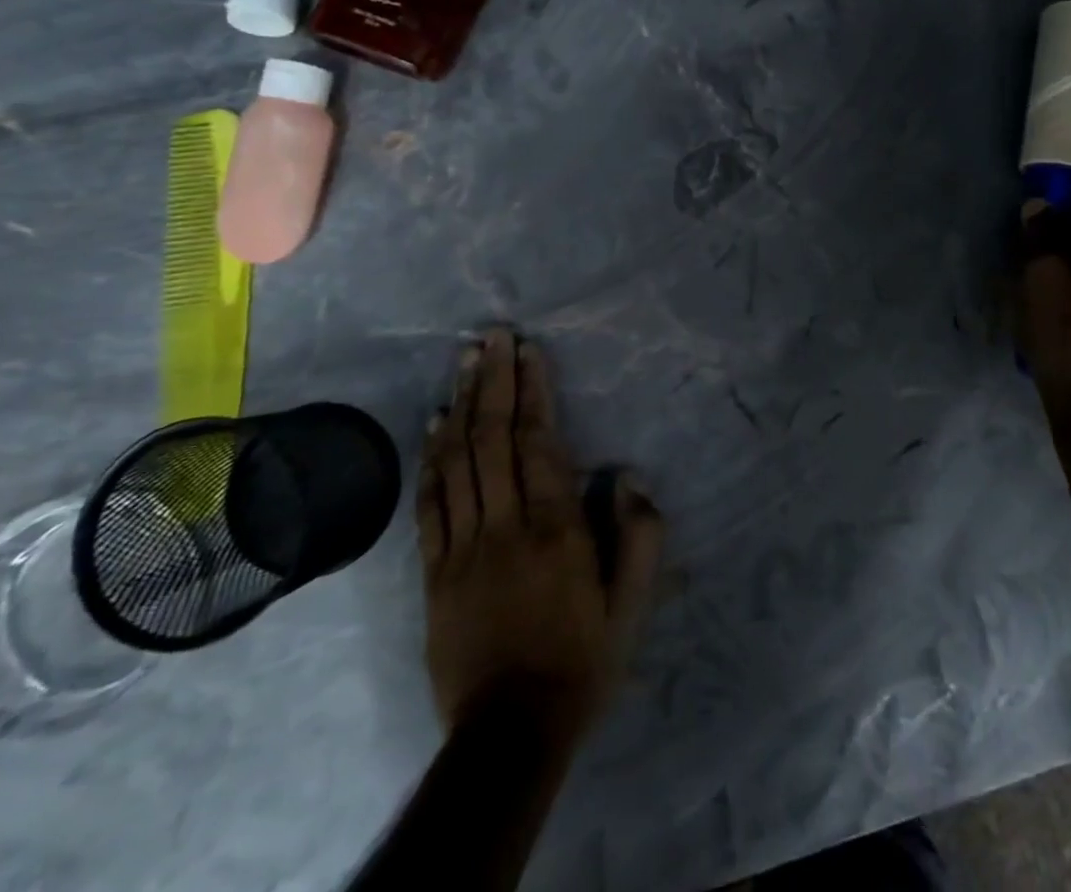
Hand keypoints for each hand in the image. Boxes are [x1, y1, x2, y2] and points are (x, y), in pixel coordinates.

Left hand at [416, 327, 663, 733]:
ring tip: (463, 362)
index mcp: (555, 528)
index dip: (532, 391)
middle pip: (493, 439)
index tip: (527, 350)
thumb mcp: (634, 605)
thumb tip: (626, 476)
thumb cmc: (583, 660)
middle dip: (493, 381)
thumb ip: (640, 535)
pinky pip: (429, 504)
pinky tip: (434, 424)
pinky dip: (431, 458)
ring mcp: (463, 547)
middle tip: (490, 336)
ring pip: (457, 461)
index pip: (538, 442)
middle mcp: (505, 525)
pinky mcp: (434, 572)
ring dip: (461, 405)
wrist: (510, 734)